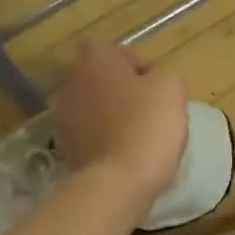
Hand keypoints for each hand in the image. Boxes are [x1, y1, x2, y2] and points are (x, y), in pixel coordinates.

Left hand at [51, 42, 188, 218]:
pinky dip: (104, 139)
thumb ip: (161, 74)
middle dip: (122, 91)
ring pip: (94, 108)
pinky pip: (90, 134)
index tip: (159, 89)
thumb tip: (151, 80)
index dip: (142, 68)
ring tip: (136, 135)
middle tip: (148, 110)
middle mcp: (72, 82)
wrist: (118, 181)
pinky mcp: (65, 147)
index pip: (120, 53)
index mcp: (96, 60)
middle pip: (103, 80)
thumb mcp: (171, 88)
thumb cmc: (148, 126)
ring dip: (111, 115)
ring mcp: (63, 116)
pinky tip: (124, 153)